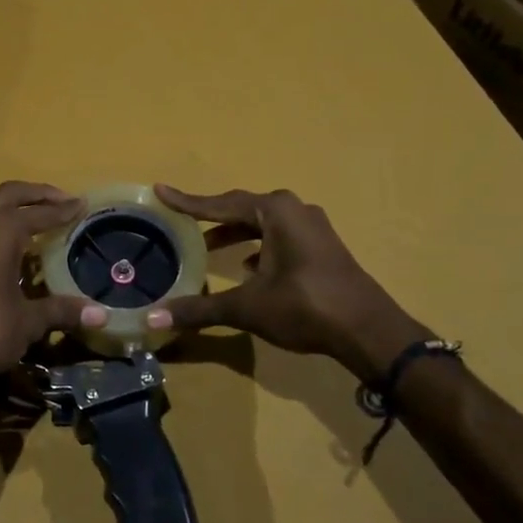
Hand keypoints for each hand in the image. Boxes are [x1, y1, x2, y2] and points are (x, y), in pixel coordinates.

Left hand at [0, 182, 106, 404]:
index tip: (80, 204)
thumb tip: (102, 314)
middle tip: (55, 199)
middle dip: (32, 194)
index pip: (39, 214)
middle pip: (4, 196)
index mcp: (1, 233)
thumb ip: (63, 311)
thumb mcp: (31, 322)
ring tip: (0, 210)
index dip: (61, 209)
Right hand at [145, 186, 427, 379]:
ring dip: (236, 232)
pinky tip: (247, 267)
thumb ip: (200, 309)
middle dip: (212, 216)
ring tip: (209, 247)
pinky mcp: (323, 247)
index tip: (161, 191)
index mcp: (275, 212)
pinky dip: (258, 245)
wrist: (369, 331)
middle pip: (243, 208)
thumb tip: (152, 318)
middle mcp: (295, 210)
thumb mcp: (248, 307)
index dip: (188, 202)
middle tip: (183, 223)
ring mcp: (313, 228)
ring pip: (263, 223)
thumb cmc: (306, 307)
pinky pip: (280, 236)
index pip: (220, 204)